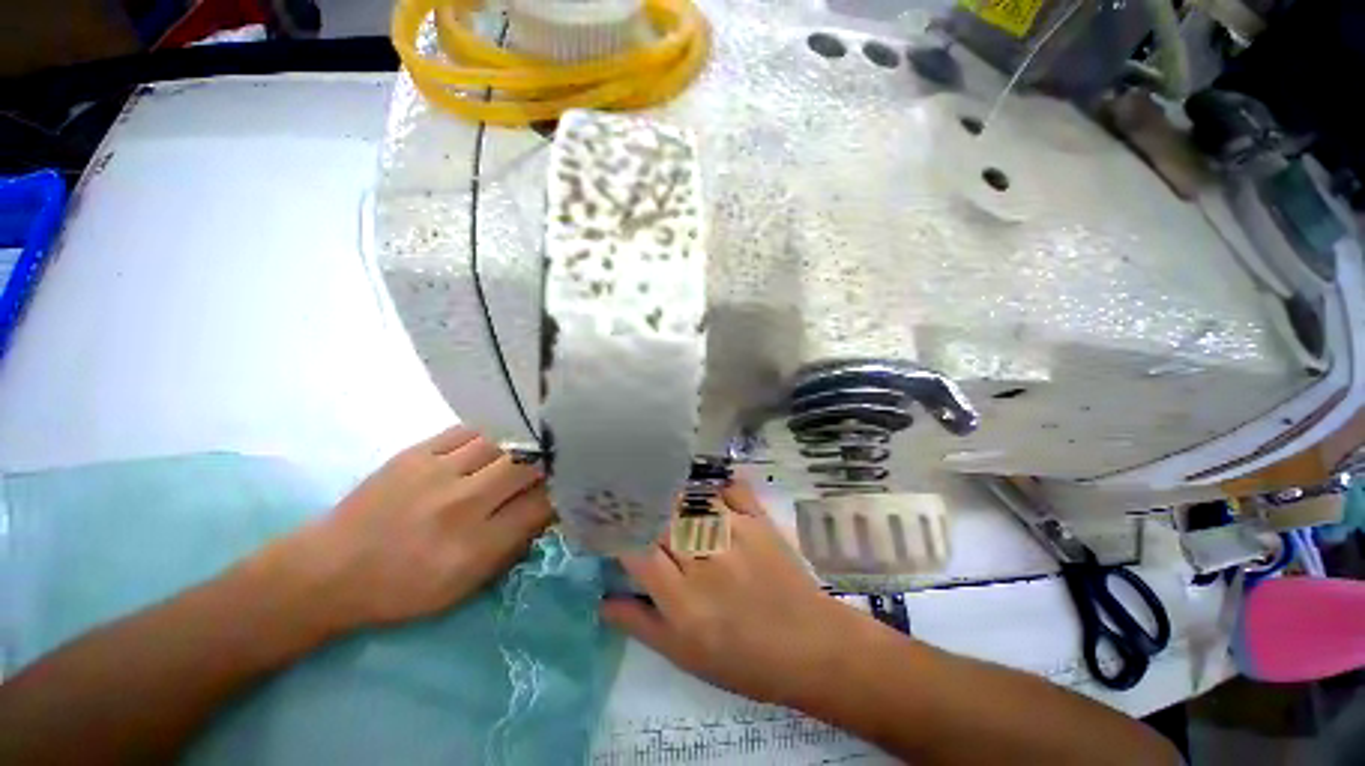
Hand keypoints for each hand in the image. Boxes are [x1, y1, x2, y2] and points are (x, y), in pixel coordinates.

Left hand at [260, 425, 553, 636]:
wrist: (329, 569)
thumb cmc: (404, 589)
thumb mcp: (466, 586)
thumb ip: (514, 545)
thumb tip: (549, 507)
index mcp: (474, 546)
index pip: (541, 505)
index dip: (564, 491)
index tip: (573, 485)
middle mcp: (460, 504)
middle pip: (527, 466)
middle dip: (552, 461)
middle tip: (561, 459)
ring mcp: (437, 473)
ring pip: (504, 442)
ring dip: (526, 442)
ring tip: (538, 441)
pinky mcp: (417, 452)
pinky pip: (470, 430)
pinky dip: (494, 431)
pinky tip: (502, 434)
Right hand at [601, 482, 868, 706]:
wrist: (809, 646)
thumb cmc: (743, 660)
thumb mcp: (684, 656)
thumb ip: (641, 624)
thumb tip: (603, 601)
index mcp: (682, 600)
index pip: (637, 551)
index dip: (619, 533)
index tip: (609, 522)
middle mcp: (704, 560)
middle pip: (662, 519)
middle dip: (644, 508)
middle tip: (634, 501)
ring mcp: (734, 535)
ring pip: (691, 500)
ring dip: (675, 494)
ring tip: (665, 489)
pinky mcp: (759, 521)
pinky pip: (731, 489)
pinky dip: (716, 485)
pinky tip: (707, 489)